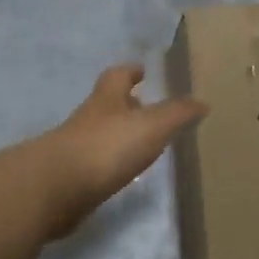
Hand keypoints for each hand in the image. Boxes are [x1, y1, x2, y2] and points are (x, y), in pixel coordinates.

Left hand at [32, 64, 206, 238]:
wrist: (55, 188)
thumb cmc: (106, 147)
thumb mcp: (151, 126)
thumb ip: (177, 114)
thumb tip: (202, 102)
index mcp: (106, 100)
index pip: (117, 76)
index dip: (130, 72)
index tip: (142, 70)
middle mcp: (88, 119)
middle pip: (107, 105)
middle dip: (125, 105)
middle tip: (147, 110)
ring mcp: (75, 148)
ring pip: (100, 135)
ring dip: (118, 137)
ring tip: (141, 146)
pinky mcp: (70, 178)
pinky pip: (93, 164)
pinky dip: (108, 164)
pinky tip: (121, 175)